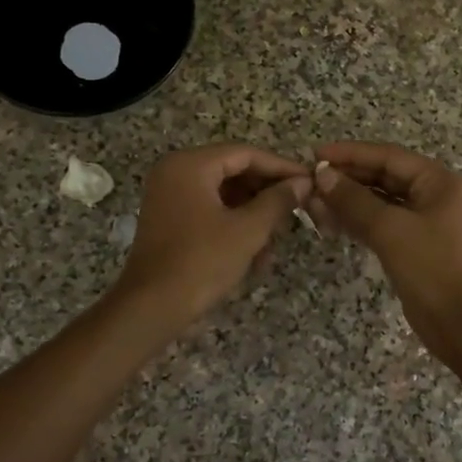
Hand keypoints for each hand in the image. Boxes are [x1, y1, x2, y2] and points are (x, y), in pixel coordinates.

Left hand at [113, 144, 311, 326]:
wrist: (151, 307)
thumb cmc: (202, 262)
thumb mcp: (248, 230)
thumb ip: (278, 201)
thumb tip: (303, 182)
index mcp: (190, 165)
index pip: (245, 154)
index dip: (280, 167)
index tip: (309, 180)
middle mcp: (175, 172)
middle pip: (232, 171)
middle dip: (266, 192)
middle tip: (297, 208)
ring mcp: (168, 196)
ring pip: (222, 194)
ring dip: (252, 213)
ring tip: (277, 237)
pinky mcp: (168, 220)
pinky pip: (208, 210)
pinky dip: (232, 225)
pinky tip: (255, 252)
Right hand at [309, 141, 461, 363]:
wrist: (461, 322)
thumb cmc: (432, 267)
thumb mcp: (390, 229)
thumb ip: (354, 200)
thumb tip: (322, 176)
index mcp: (438, 182)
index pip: (388, 157)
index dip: (350, 153)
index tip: (315, 155)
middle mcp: (433, 196)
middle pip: (383, 177)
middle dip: (347, 179)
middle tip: (309, 182)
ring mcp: (424, 223)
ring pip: (379, 203)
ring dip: (347, 202)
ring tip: (313, 203)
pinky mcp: (413, 246)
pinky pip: (381, 224)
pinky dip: (357, 222)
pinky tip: (330, 223)